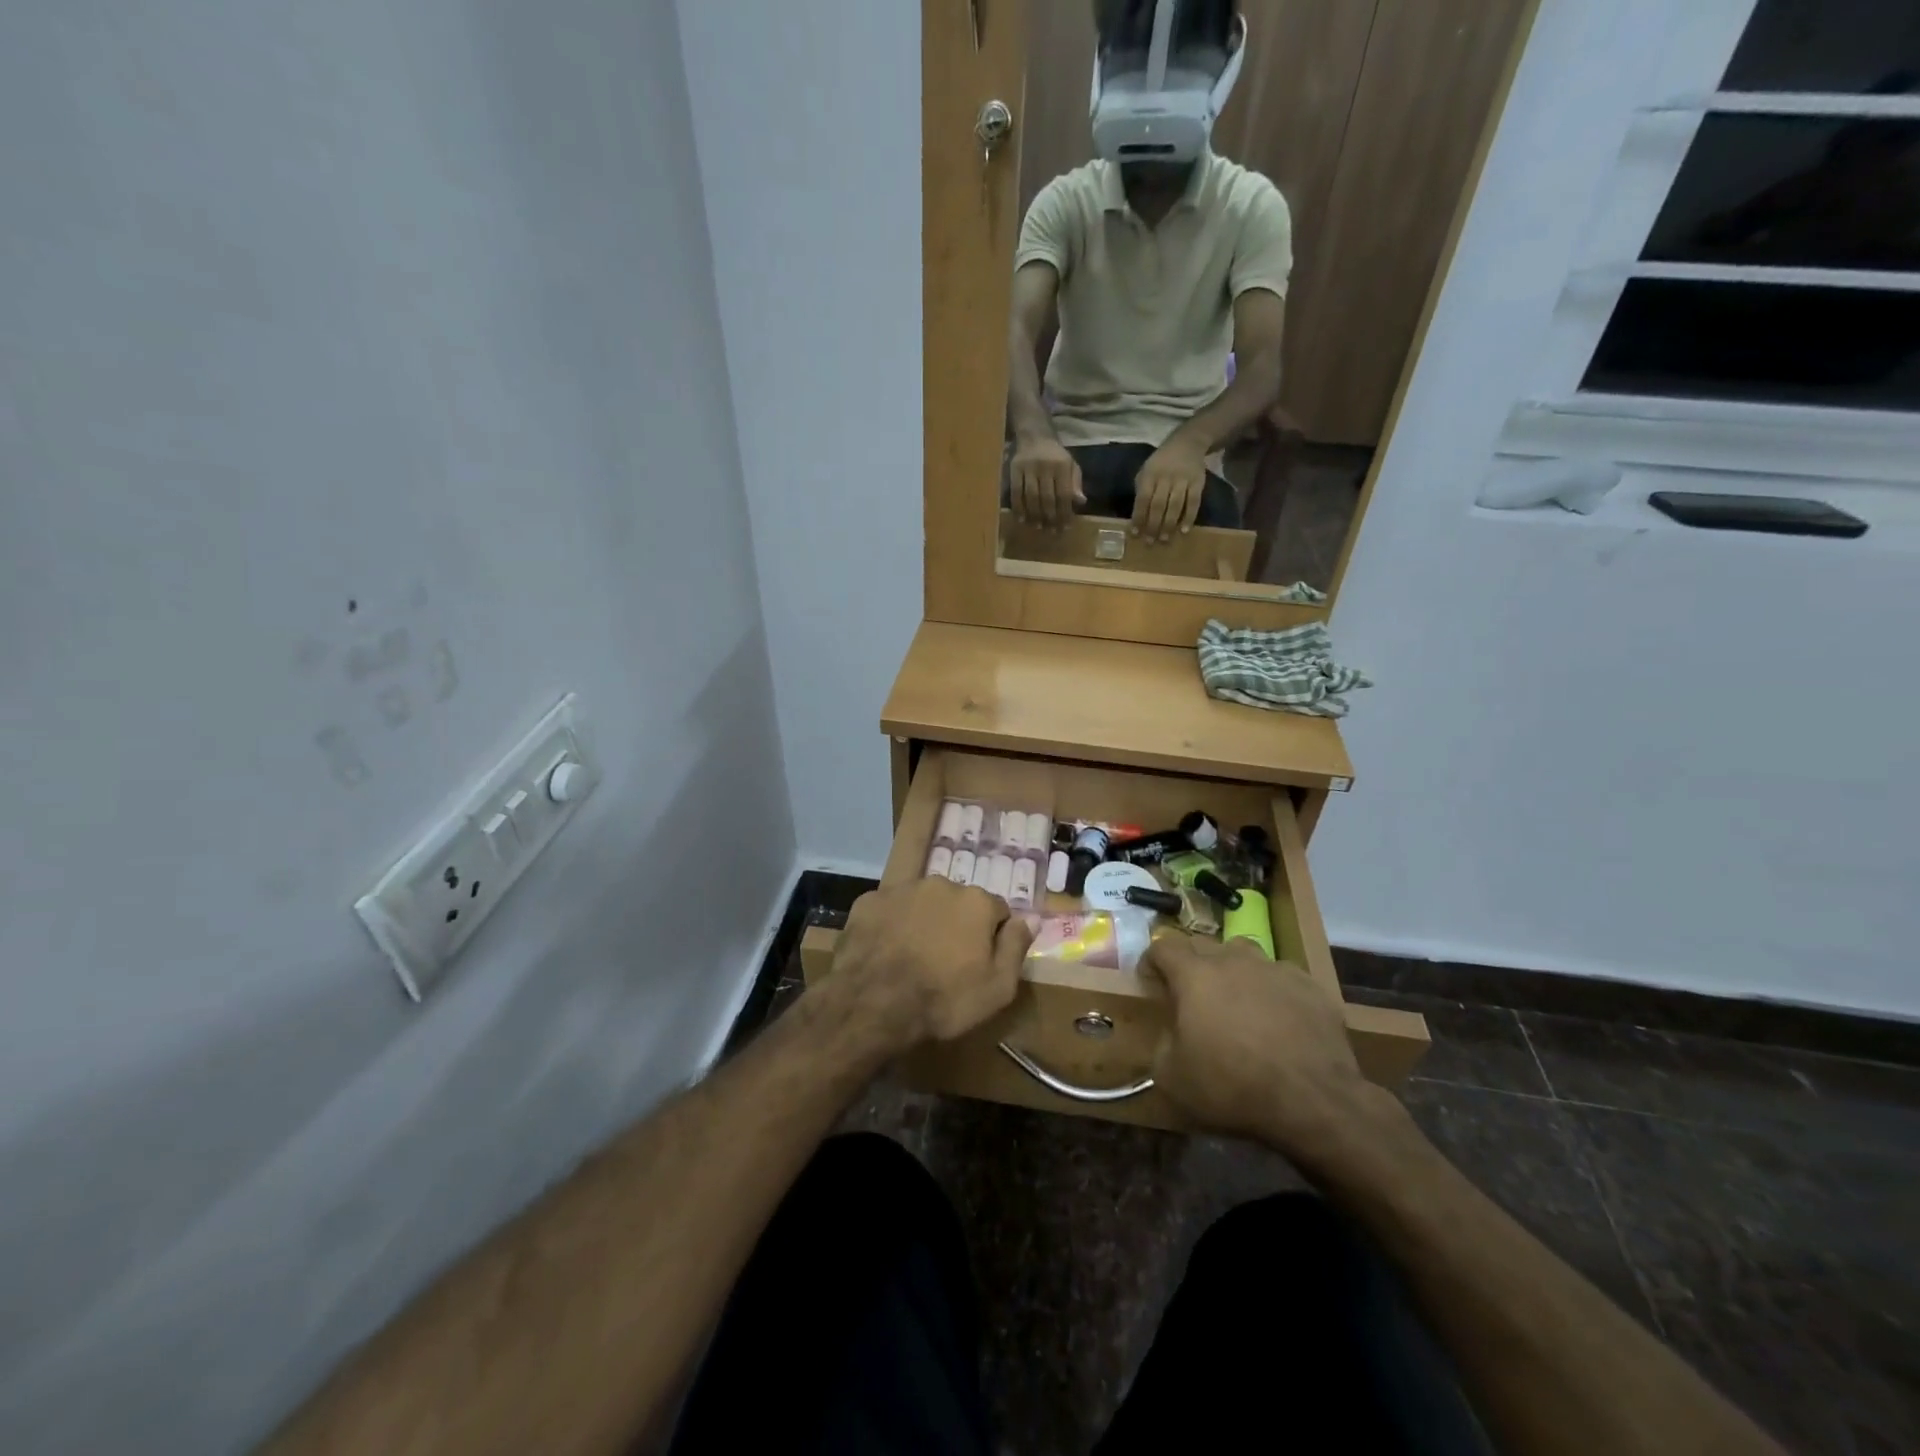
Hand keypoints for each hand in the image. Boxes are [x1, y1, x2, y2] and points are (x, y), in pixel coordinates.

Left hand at [830, 879, 1031, 1049]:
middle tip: (946, 963)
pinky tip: (886, 954)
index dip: (992, 938)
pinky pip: (889, 910)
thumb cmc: (943, 999)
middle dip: (957, 925)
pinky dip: (891, 926)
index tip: (981, 963)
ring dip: (924, 922)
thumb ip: (1017, 947)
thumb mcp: (997, 987)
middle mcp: (941, 884)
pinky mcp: (869, 901)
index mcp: (976, 901)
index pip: (997, 911)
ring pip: (922, 903)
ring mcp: (901, 890)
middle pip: (958, 903)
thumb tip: (1031, 919)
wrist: (873, 1003)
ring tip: (914, 958)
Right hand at [1008, 436, 1085, 528]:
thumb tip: (1080, 502)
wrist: (1035, 435)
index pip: (1064, 494)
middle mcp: (1045, 466)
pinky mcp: (1014, 469)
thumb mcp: (1071, 465)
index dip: (1065, 513)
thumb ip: (1075, 483)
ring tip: (1038, 527)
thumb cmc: (1055, 455)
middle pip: (1047, 498)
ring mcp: (1028, 467)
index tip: (1065, 528)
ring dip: (1034, 515)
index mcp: (1062, 465)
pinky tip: (1022, 519)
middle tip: (1052, 532)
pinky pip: (1015, 492)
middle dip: (1050, 517)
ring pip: (1031, 497)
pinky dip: (1018, 507)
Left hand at [1132, 437, 1208, 541]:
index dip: (1138, 517)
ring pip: (1175, 505)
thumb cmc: (1161, 462)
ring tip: (1164, 539)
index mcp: (1150, 475)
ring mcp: (1183, 480)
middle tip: (1150, 542)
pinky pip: (1194, 502)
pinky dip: (1189, 517)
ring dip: (1169, 524)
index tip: (1135, 534)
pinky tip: (1184, 530)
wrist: (1187, 443)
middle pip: (1158, 505)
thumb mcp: (1146, 470)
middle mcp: (1166, 477)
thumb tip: (1137, 516)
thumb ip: (1142, 490)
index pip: (1142, 499)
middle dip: (1153, 525)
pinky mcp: (1198, 482)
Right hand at [1144, 936, 1402, 1168]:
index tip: (1151, 981)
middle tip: (1191, 994)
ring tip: (1236, 999)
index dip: (1152, 960)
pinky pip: (1281, 976)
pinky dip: (1272, 989)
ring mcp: (1274, 969)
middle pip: (1203, 944)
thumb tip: (1172, 1034)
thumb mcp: (1172, 1078)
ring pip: (1244, 953)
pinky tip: (1278, 1017)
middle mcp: (1233, 960)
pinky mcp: (1310, 986)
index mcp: (1194, 975)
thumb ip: (1162, 1044)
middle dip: (1191, 963)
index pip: (1164, 946)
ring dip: (1233, 969)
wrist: (1313, 1101)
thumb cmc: (1232, 1087)